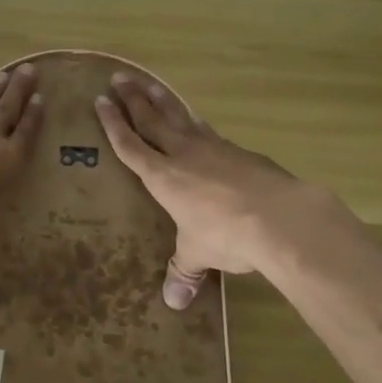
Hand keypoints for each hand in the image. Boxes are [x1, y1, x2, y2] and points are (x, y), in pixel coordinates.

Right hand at [94, 72, 348, 306]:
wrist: (281, 216)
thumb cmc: (227, 234)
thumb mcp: (200, 254)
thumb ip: (184, 271)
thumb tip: (173, 304)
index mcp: (162, 177)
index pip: (130, 145)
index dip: (112, 124)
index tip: (100, 101)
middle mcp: (183, 154)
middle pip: (151, 120)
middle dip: (132, 99)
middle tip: (119, 78)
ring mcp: (213, 148)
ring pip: (180, 116)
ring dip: (162, 99)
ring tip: (149, 83)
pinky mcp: (239, 151)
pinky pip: (207, 130)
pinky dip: (195, 120)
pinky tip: (195, 119)